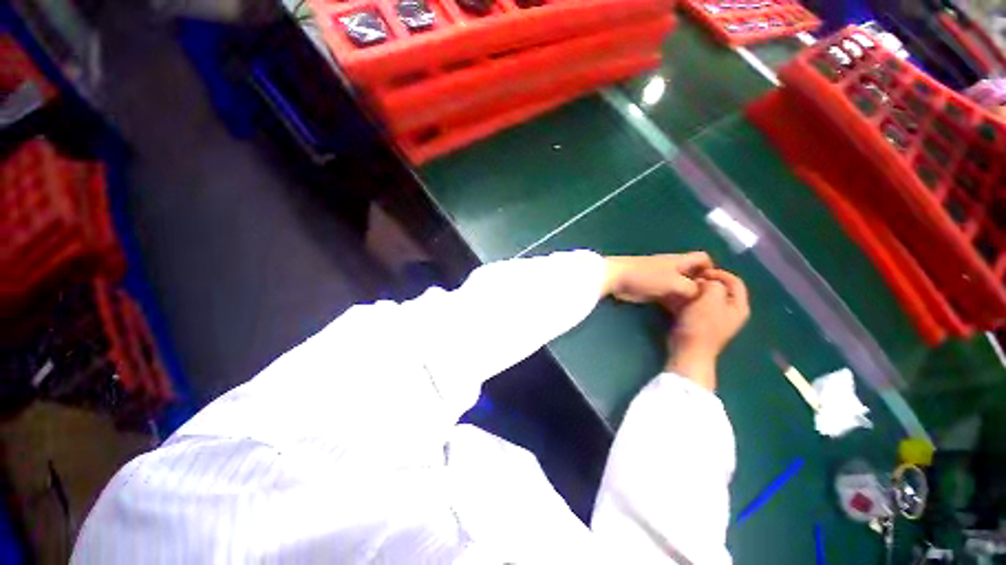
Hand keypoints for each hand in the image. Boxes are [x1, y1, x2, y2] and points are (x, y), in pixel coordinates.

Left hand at [602, 252, 712, 305]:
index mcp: (681, 261)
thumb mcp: (675, 283)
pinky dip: (675, 302)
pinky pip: (670, 295)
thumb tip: (700, 295)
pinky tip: (679, 313)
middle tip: (706, 303)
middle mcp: (674, 268)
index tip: (714, 286)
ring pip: (681, 286)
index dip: (711, 269)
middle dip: (700, 286)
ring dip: (687, 296)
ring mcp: (662, 279)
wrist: (618, 278)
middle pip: (693, 275)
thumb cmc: (647, 277)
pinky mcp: (653, 289)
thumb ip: (692, 289)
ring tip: (695, 310)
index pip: (703, 259)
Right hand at [665, 269, 749, 391]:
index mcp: (739, 306)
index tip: (700, 271)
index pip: (735, 281)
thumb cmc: (701, 325)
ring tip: (684, 287)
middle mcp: (731, 311)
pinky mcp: (703, 323)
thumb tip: (706, 282)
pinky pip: (699, 305)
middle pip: (721, 289)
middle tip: (690, 279)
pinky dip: (691, 300)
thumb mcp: (710, 299)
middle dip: (706, 281)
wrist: (689, 351)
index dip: (719, 273)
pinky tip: (680, 299)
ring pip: (708, 297)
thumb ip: (714, 284)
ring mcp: (717, 319)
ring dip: (697, 290)